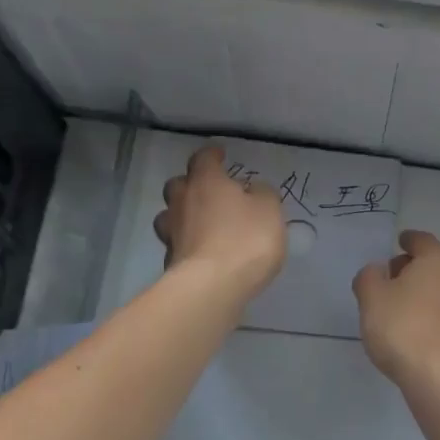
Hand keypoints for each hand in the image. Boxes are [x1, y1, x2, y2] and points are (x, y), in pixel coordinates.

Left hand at [153, 144, 287, 297]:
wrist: (213, 286)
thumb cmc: (246, 239)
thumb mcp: (270, 211)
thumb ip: (262, 195)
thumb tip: (252, 190)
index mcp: (206, 182)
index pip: (204, 159)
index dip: (212, 155)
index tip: (220, 154)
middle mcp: (182, 202)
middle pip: (179, 185)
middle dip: (192, 185)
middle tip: (210, 192)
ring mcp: (172, 232)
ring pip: (170, 215)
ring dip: (183, 215)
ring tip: (202, 224)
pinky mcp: (170, 261)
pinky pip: (178, 244)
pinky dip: (188, 244)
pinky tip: (203, 252)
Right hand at [352, 230, 439, 383]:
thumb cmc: (403, 327)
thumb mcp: (371, 297)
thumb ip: (369, 277)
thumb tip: (377, 271)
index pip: (421, 240)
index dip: (406, 240)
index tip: (398, 243)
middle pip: (434, 264)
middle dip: (413, 268)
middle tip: (390, 279)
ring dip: (424, 293)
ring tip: (399, 308)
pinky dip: (432, 314)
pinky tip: (416, 330)